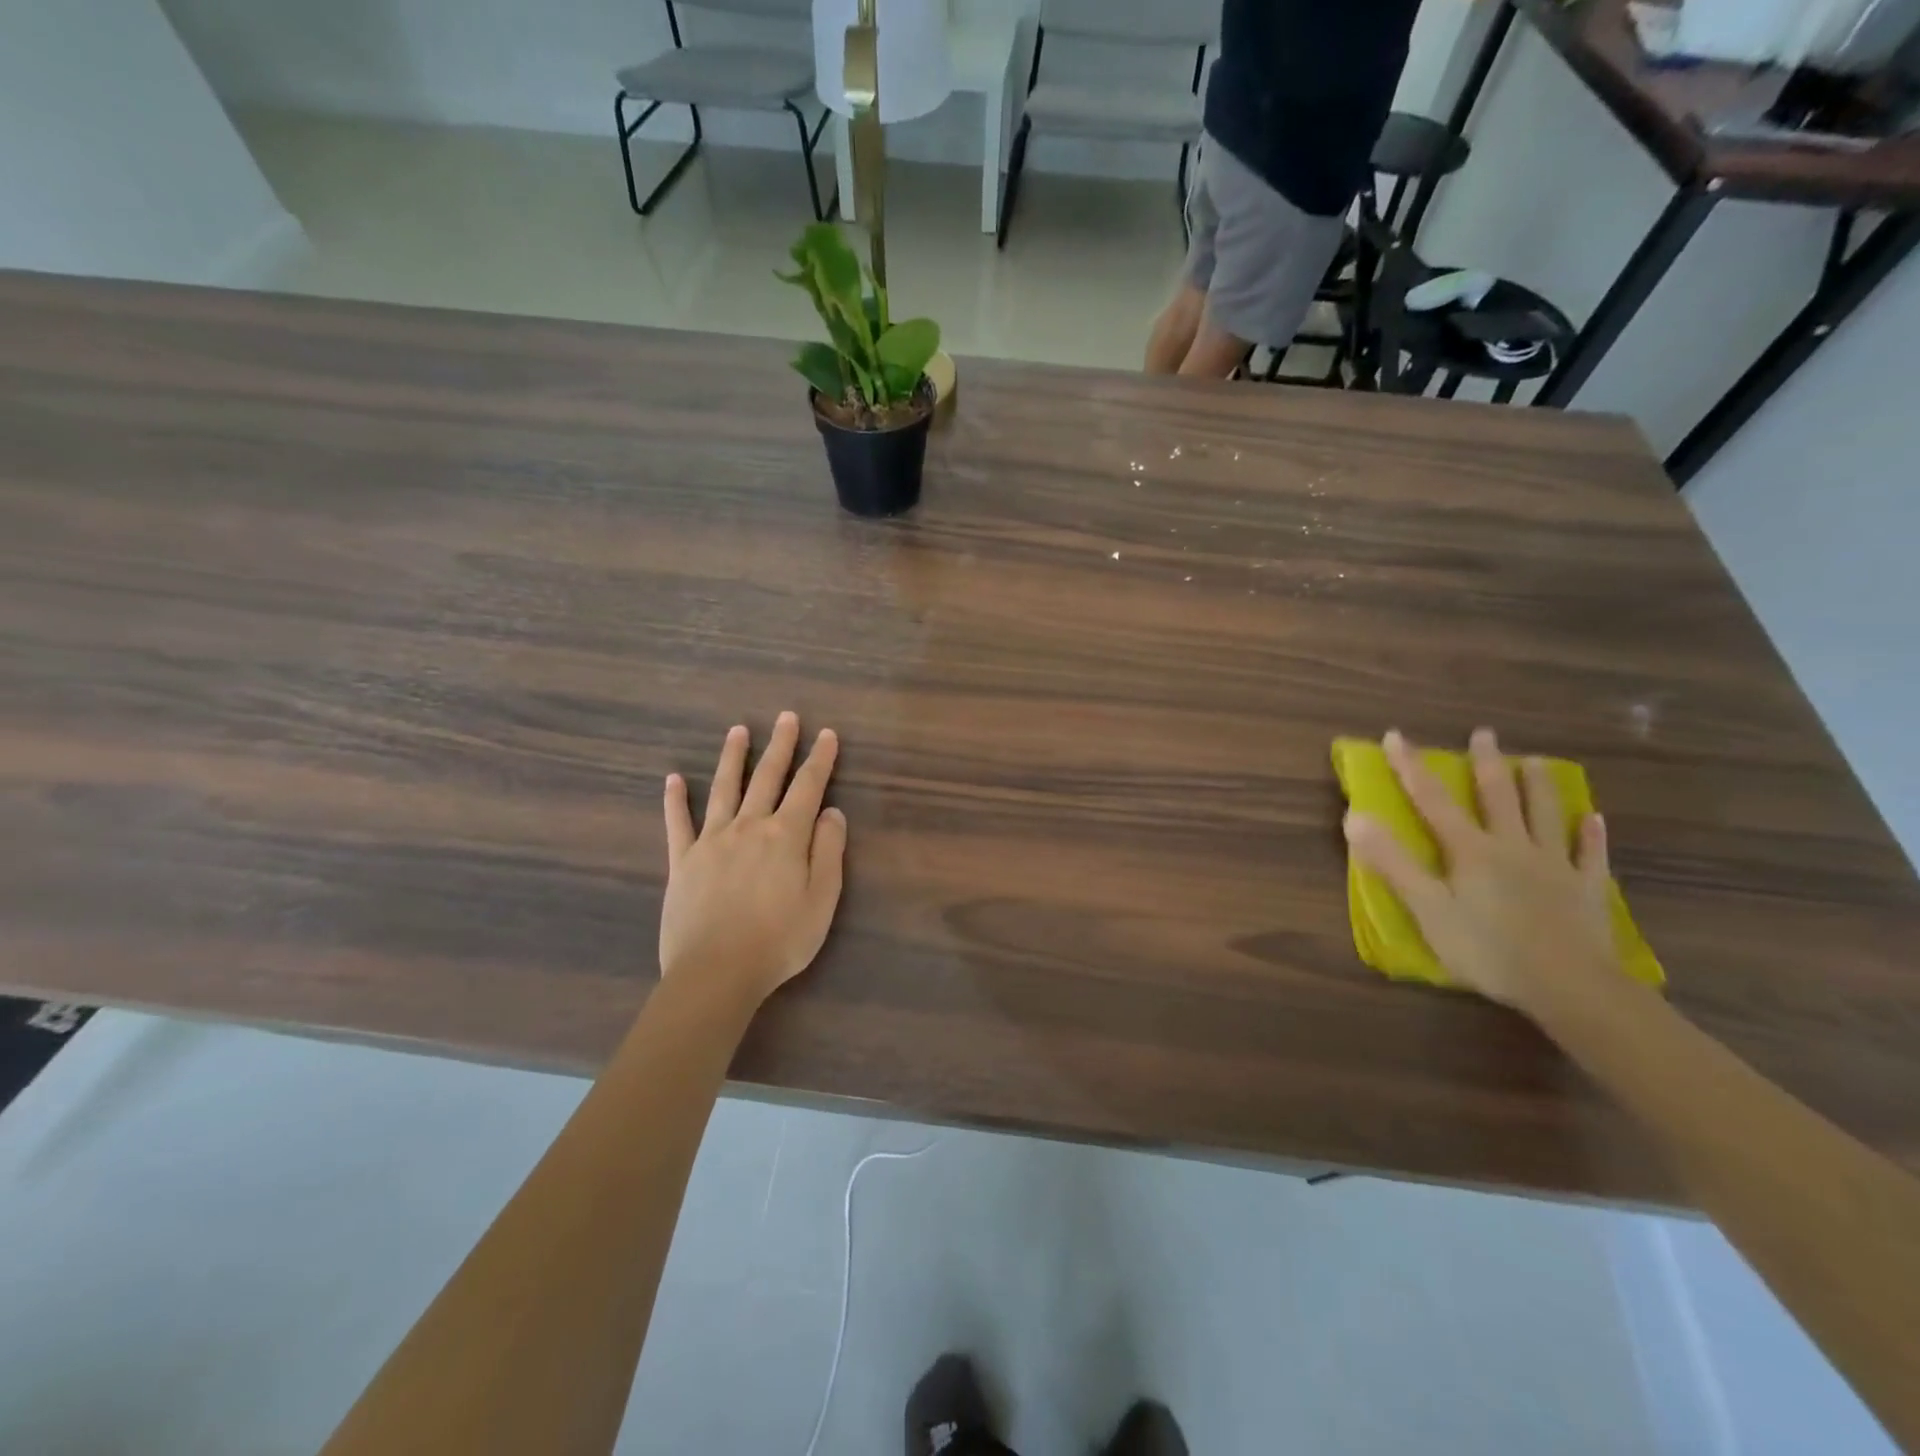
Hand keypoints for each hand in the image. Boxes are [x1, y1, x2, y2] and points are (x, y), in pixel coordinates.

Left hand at [660, 713, 846, 1006]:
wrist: (716, 972)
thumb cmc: (780, 940)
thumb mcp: (822, 899)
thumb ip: (829, 851)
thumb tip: (831, 812)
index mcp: (786, 836)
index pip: (808, 787)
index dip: (820, 759)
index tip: (827, 734)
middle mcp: (748, 827)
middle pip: (767, 777)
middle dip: (780, 745)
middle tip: (787, 717)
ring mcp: (711, 841)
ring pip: (723, 789)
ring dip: (732, 757)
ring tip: (738, 730)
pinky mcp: (682, 861)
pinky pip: (677, 823)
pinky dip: (675, 800)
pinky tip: (673, 779)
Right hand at [1343, 727, 1620, 1017]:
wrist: (1571, 987)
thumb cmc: (1488, 949)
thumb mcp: (1427, 908)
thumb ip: (1392, 862)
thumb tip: (1354, 816)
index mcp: (1470, 850)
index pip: (1432, 799)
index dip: (1410, 766)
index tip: (1395, 735)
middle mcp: (1512, 846)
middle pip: (1497, 796)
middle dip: (1486, 763)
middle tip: (1484, 733)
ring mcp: (1554, 865)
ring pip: (1545, 815)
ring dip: (1539, 786)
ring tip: (1535, 762)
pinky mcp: (1586, 890)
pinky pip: (1589, 854)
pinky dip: (1590, 834)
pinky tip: (1594, 819)